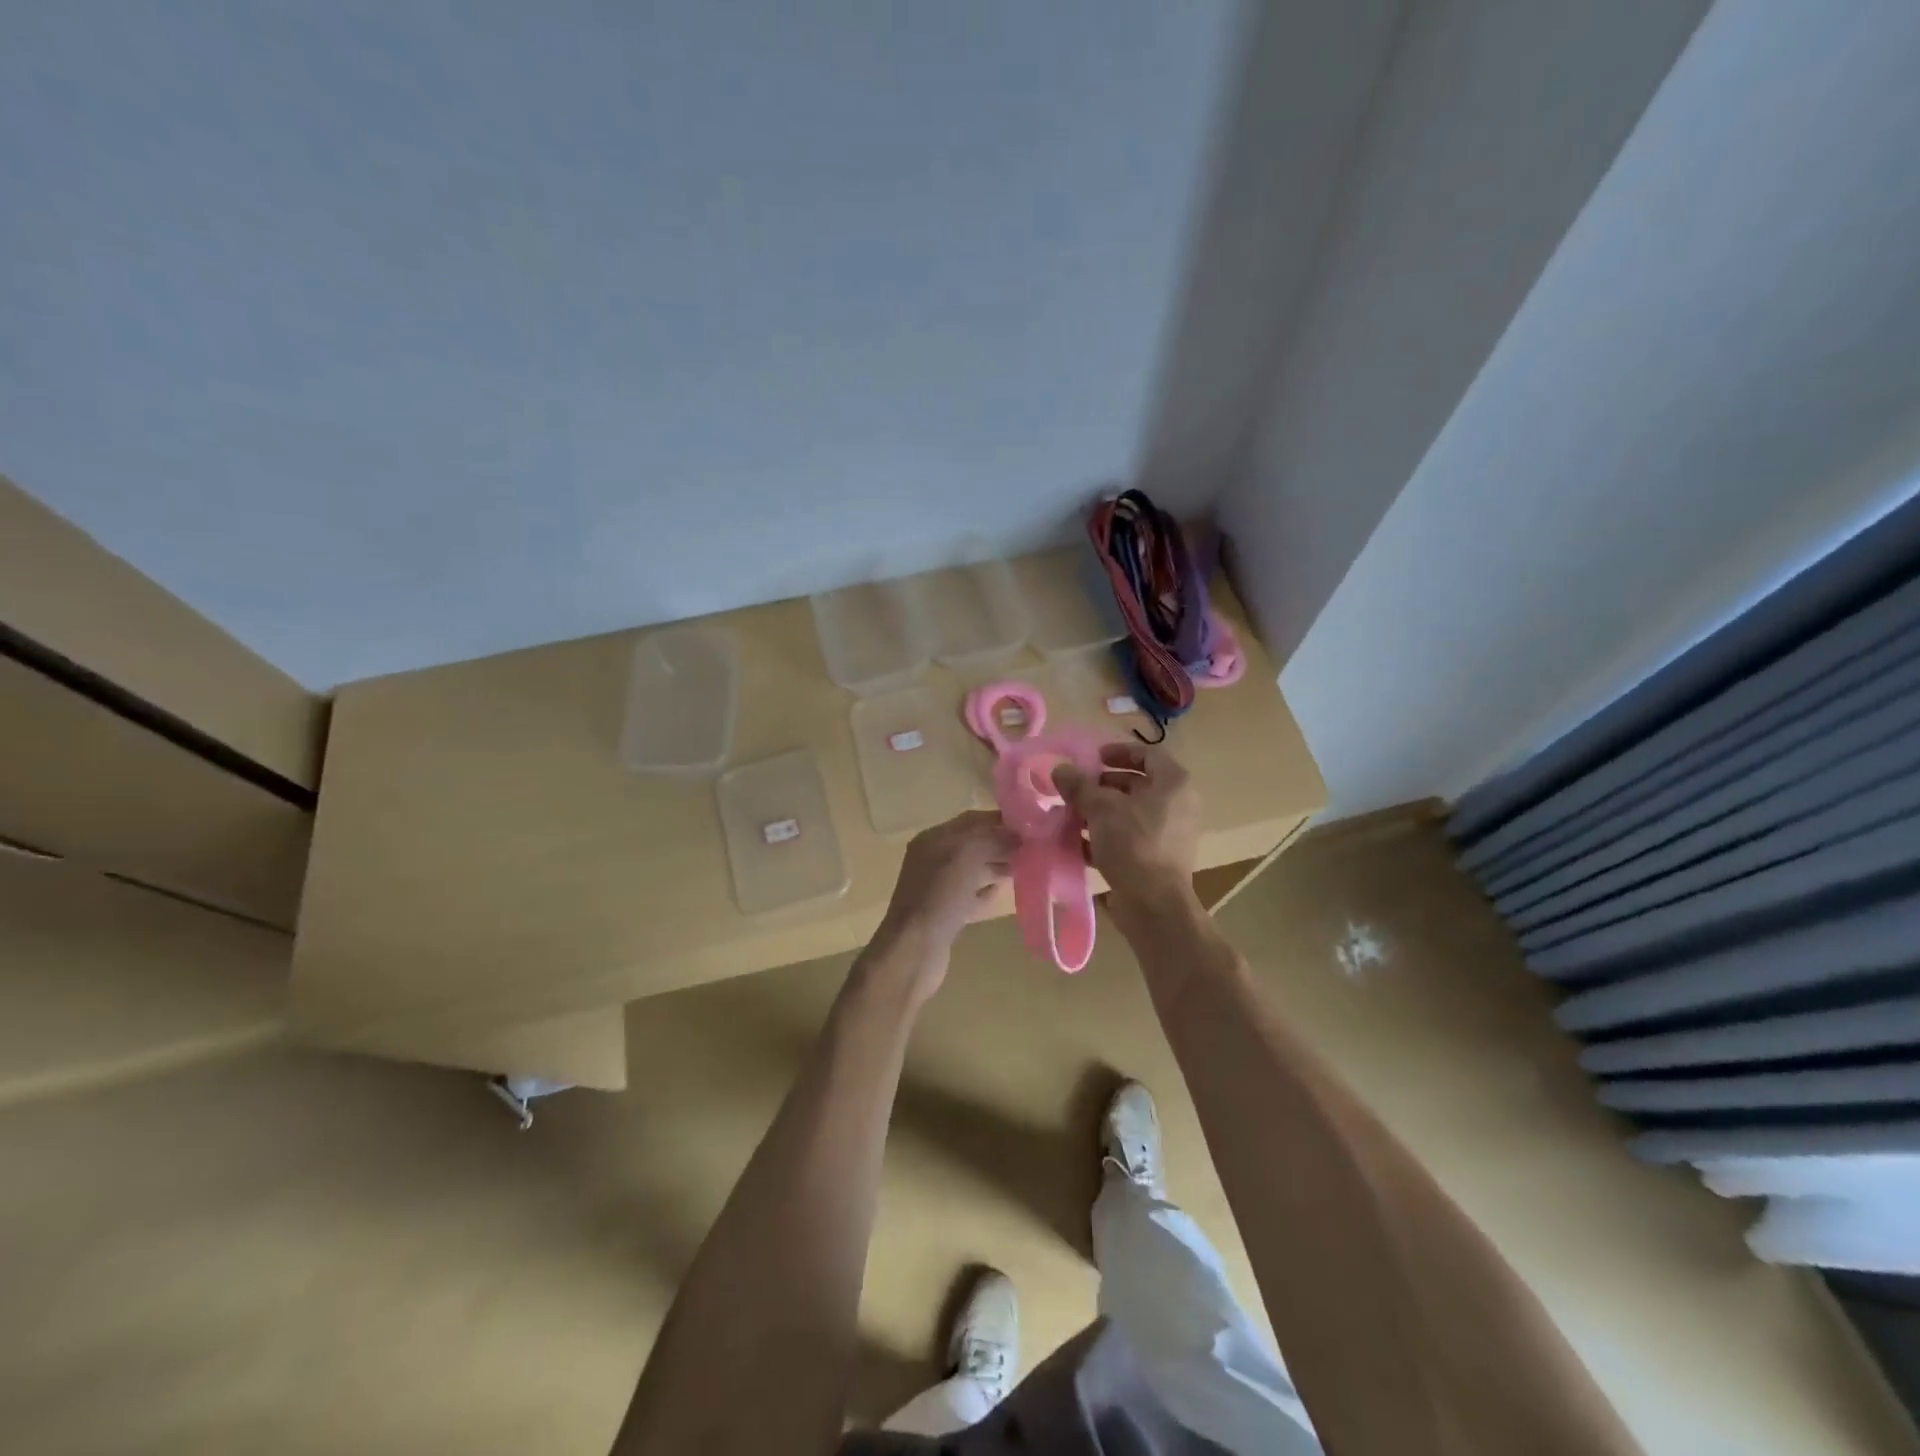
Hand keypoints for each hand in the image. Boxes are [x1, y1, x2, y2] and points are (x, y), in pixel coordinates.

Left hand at [869, 810, 1014, 994]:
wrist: (914, 952)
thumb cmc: (939, 897)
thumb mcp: (967, 857)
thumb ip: (993, 839)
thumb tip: (1019, 835)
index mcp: (934, 839)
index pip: (972, 820)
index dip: (1000, 820)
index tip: (1032, 826)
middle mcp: (933, 859)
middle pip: (974, 844)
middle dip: (1002, 844)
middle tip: (1034, 848)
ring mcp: (937, 888)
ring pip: (974, 870)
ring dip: (997, 867)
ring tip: (1025, 869)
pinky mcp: (944, 914)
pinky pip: (970, 896)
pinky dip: (986, 893)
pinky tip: (1000, 894)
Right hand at [1053, 744, 1200, 919]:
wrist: (1154, 905)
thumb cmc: (1133, 844)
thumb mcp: (1100, 809)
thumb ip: (1079, 786)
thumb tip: (1060, 770)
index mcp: (1174, 784)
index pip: (1147, 754)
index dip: (1117, 752)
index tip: (1091, 759)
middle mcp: (1177, 805)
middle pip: (1136, 784)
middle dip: (1102, 786)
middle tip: (1075, 789)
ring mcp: (1170, 834)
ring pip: (1129, 813)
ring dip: (1099, 812)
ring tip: (1070, 816)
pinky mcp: (1157, 859)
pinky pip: (1129, 838)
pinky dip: (1105, 837)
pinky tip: (1076, 844)